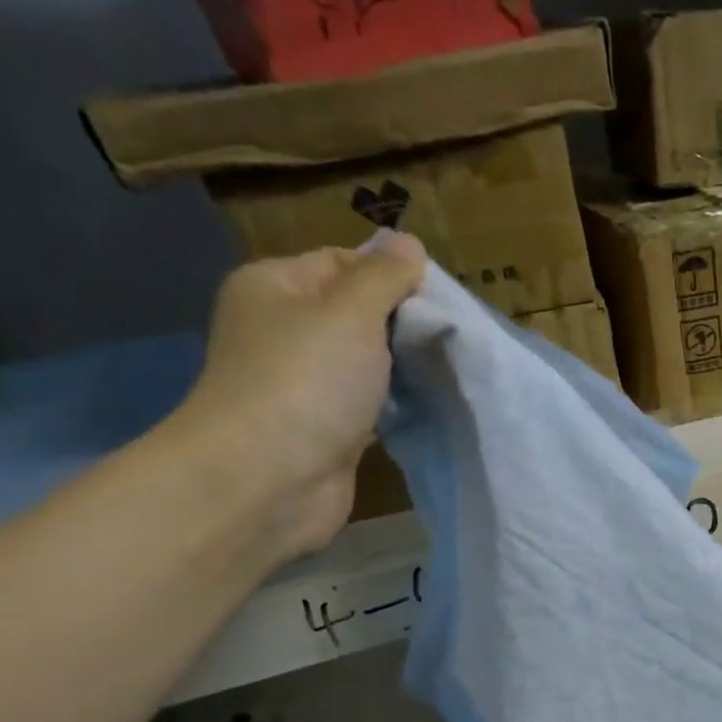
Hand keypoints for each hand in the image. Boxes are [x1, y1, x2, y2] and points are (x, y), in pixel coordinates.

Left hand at [169, 232, 426, 558]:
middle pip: (358, 315)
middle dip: (404, 325)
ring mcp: (305, 385)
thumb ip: (385, 277)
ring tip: (450, 369)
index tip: (440, 301)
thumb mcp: (351, 311)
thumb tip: (409, 243)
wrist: (270, 478)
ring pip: (367, 365)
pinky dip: (397, 406)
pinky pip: (370, 406)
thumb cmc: (307, 380)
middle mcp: (285, 331)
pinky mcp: (327, 430)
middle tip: (452, 338)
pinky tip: (431, 406)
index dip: (393, 276)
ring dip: (404, 368)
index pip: (344, 263)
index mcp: (276, 287)